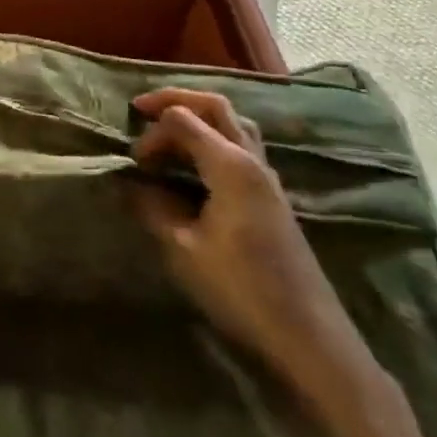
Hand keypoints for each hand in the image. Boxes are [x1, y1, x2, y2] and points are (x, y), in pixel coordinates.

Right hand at [131, 88, 371, 396]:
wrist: (308, 337)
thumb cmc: (240, 290)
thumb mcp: (182, 249)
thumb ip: (151, 207)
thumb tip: (128, 183)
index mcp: (231, 165)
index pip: (182, 119)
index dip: (151, 134)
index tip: (134, 165)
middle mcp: (252, 160)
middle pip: (215, 106)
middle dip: (175, 99)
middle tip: (142, 108)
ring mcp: (267, 177)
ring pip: (233, 123)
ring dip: (198, 117)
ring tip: (167, 131)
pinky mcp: (272, 196)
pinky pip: (241, 146)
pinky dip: (213, 138)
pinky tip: (195, 163)